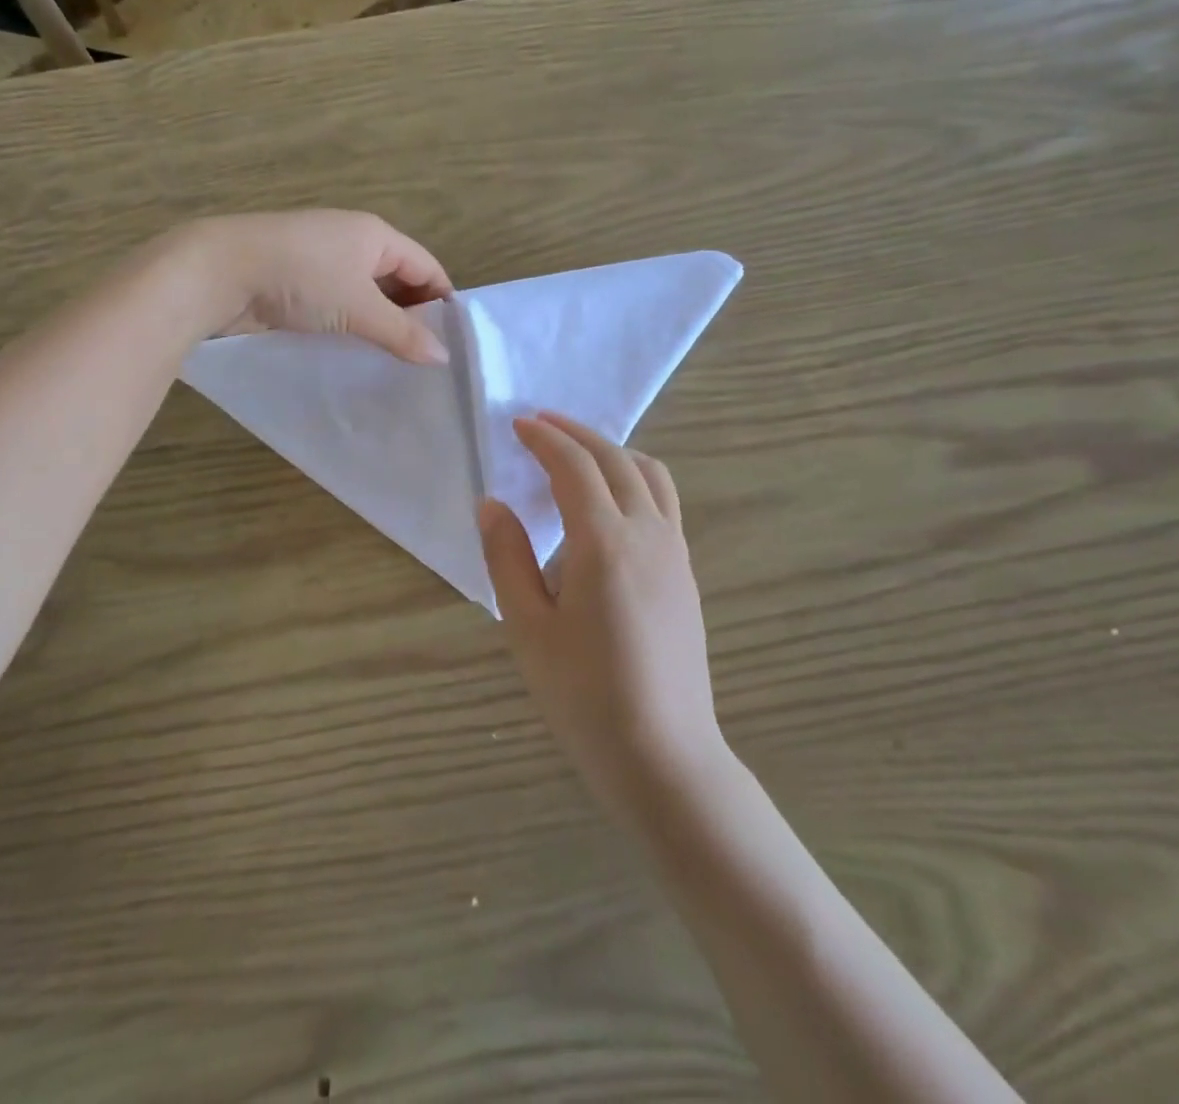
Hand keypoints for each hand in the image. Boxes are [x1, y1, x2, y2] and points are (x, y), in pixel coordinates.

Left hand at [175, 211, 452, 363]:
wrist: (220, 272)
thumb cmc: (301, 278)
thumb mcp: (359, 307)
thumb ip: (402, 333)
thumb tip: (443, 356)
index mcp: (375, 236)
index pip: (426, 266)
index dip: (442, 301)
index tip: (452, 344)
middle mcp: (352, 243)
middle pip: (397, 281)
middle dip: (411, 318)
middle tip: (424, 362)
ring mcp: (320, 263)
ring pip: (364, 297)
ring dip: (378, 326)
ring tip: (394, 365)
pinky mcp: (295, 284)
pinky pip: (336, 307)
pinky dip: (349, 328)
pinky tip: (354, 356)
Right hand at [480, 412, 722, 814]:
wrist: (663, 754)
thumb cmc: (583, 694)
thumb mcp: (526, 627)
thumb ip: (506, 557)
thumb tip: (492, 503)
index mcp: (604, 541)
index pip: (574, 466)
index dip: (544, 438)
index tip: (518, 423)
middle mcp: (647, 533)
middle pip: (615, 459)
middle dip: (576, 433)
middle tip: (540, 423)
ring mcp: (675, 552)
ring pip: (650, 474)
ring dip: (612, 449)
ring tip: (578, 451)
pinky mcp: (686, 573)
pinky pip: (664, 501)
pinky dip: (634, 476)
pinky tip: (611, 499)